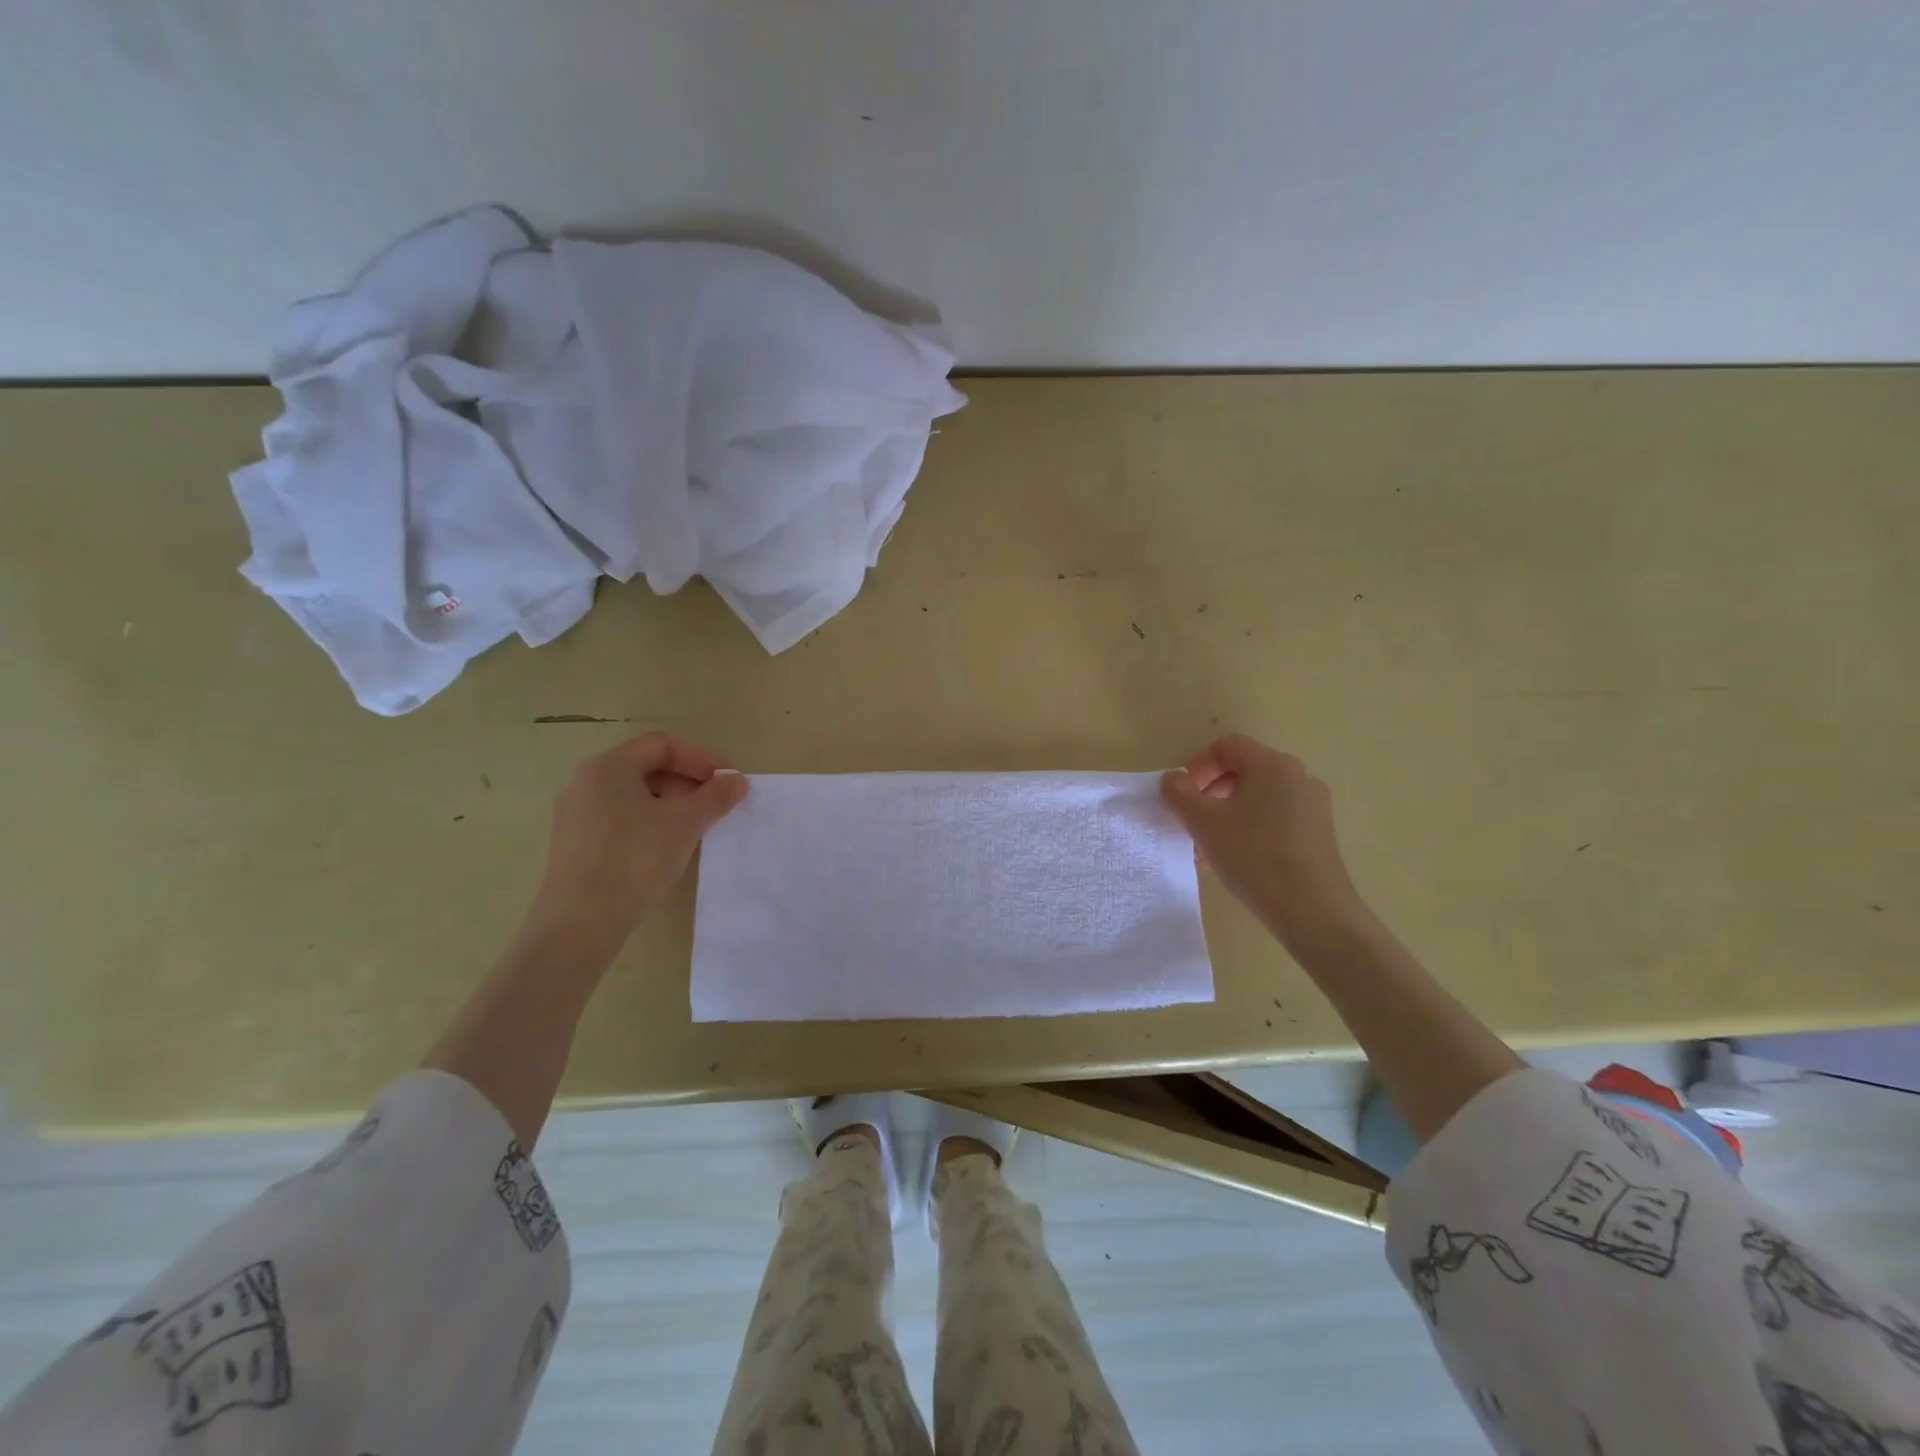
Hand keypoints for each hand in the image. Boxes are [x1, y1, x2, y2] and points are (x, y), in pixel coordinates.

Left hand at [522, 733, 748, 956]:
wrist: (580, 923)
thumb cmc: (635, 859)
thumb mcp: (685, 823)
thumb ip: (715, 797)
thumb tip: (737, 782)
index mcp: (608, 766)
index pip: (663, 745)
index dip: (702, 759)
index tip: (729, 782)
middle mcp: (586, 782)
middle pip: (647, 768)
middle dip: (688, 782)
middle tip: (717, 805)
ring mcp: (576, 815)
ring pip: (634, 796)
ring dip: (672, 804)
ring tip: (698, 827)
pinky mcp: (575, 845)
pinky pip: (621, 820)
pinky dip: (650, 823)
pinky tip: (668, 848)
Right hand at [1161, 734, 1371, 945]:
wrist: (1313, 910)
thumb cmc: (1253, 856)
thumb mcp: (1203, 823)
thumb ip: (1179, 793)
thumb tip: (1174, 778)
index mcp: (1272, 765)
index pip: (1228, 746)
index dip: (1199, 765)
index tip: (1184, 795)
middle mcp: (1298, 777)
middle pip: (1244, 771)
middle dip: (1211, 792)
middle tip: (1193, 821)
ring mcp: (1314, 806)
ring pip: (1259, 798)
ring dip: (1228, 814)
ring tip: (1210, 847)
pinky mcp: (1320, 834)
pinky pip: (1276, 819)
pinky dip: (1251, 829)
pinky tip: (1237, 861)